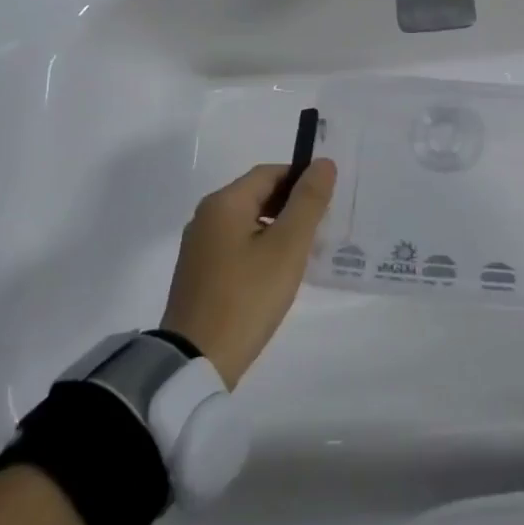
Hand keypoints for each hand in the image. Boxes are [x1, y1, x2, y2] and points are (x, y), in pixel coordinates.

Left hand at [160, 160, 335, 388]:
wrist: (195, 361)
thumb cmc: (247, 297)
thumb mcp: (287, 247)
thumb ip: (308, 201)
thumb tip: (323, 163)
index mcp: (224, 203)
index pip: (270, 173)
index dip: (302, 179)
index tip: (328, 200)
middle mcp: (206, 216)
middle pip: (257, 195)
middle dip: (292, 204)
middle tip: (323, 225)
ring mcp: (199, 246)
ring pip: (248, 222)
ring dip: (278, 228)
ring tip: (307, 249)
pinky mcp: (199, 273)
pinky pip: (236, 245)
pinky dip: (261, 248)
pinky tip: (278, 272)